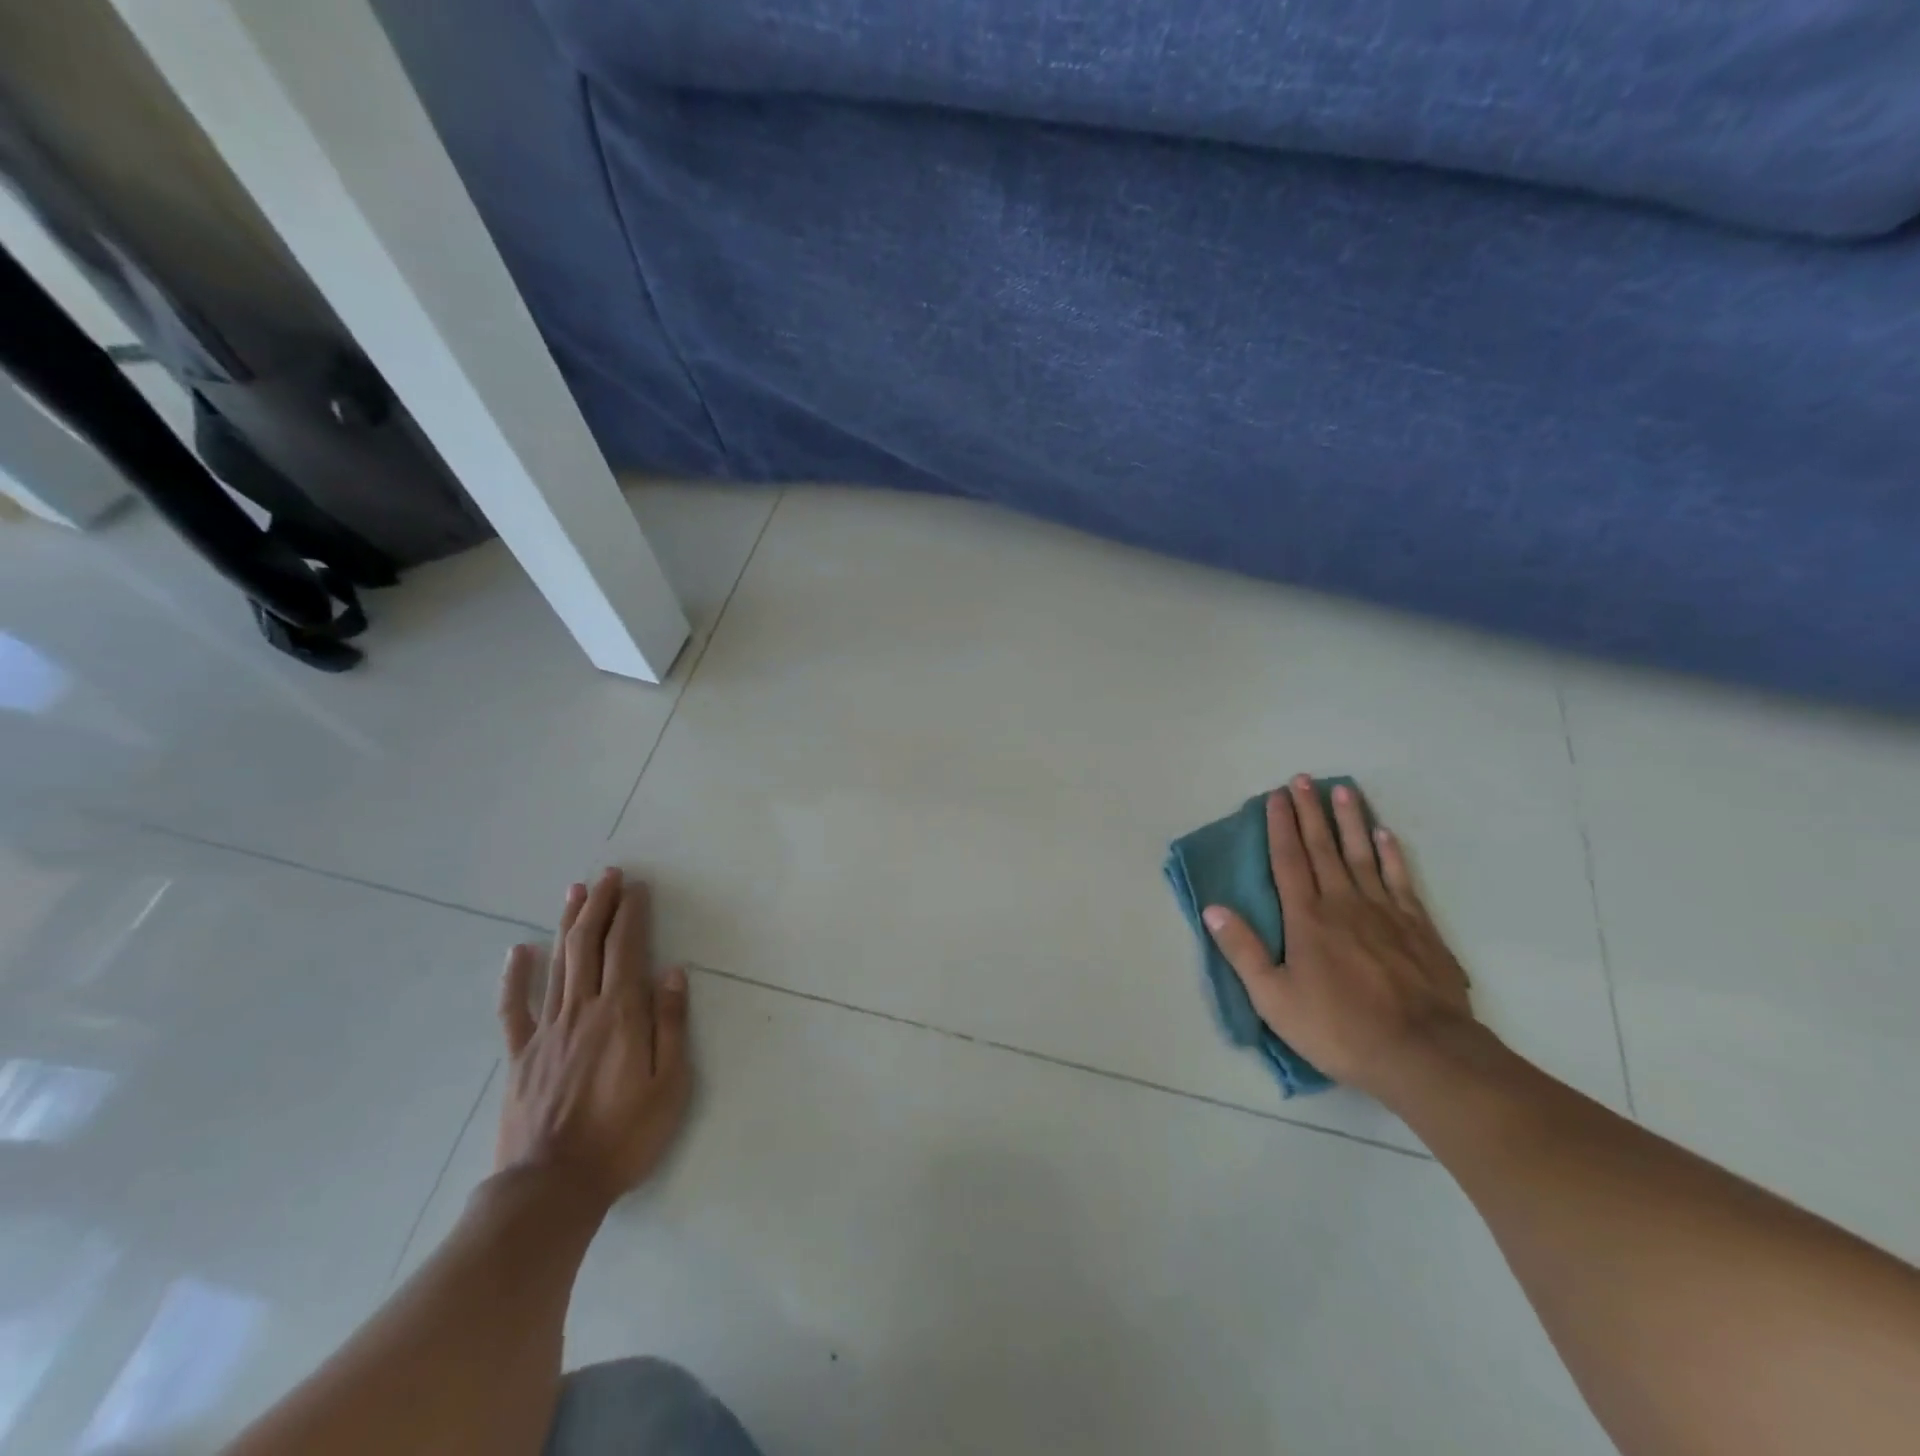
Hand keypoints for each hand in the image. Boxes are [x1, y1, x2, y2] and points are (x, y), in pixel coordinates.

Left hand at [495, 869, 692, 1208]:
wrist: (551, 1190)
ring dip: (568, 925)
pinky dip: (515, 977)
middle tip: (608, 875)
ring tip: (575, 892)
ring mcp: (547, 1032)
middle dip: (600, 906)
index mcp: (621, 1016)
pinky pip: (514, 1009)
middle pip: (590, 946)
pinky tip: (518, 951)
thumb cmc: (623, 1138)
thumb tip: (673, 973)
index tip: (636, 887)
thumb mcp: (669, 1085)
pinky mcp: (521, 1057)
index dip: (632, 915)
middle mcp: (582, 1011)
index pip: (627, 951)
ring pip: (558, 965)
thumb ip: (671, 1025)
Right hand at [1202, 777, 1477, 1103]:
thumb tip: (1212, 909)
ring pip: (1362, 855)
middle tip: (1303, 779)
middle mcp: (1344, 903)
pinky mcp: (1418, 927)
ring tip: (1343, 790)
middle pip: (1323, 848)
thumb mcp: (1274, 998)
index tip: (1276, 796)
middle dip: (1310, 812)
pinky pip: (1400, 880)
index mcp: (1307, 918)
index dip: (1280, 826)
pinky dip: (1391, 855)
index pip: (1288, 860)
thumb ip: (1243, 951)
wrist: (1423, 1054)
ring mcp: (1385, 912)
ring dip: (1350, 821)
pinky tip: (1385, 835)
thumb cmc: (1339, 1028)